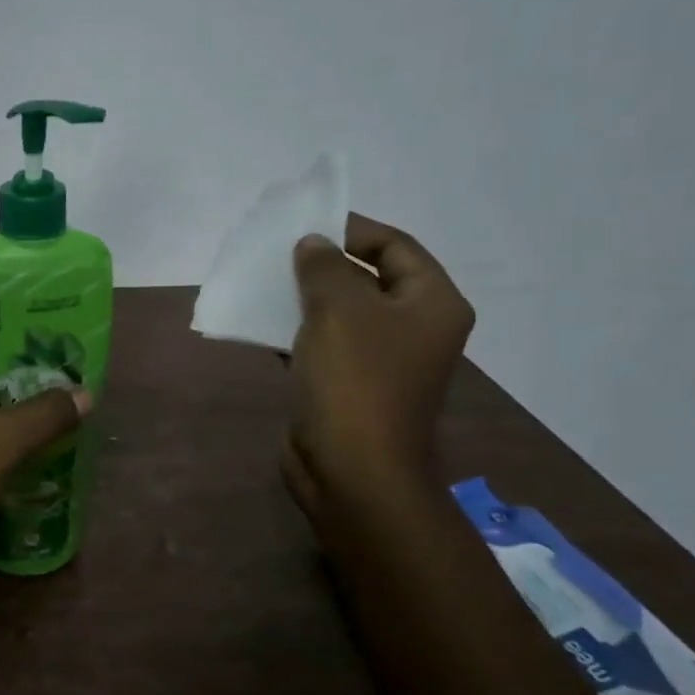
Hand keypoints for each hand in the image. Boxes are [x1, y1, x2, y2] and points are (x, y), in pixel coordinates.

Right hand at [282, 215, 474, 523]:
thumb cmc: (355, 381)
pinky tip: (263, 326)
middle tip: (279, 255)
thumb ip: (323, 267)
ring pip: (341, 314)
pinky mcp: (349, 387)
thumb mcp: (338, 309)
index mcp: (431, 303)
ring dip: (305, 299)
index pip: (396, 246)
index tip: (306, 225)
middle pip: (369, 279)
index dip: (353, 230)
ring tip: (264, 285)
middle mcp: (413, 329)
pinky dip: (296, 333)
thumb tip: (312, 244)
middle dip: (324, 265)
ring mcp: (381, 361)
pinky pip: (323, 346)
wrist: (351, 469)